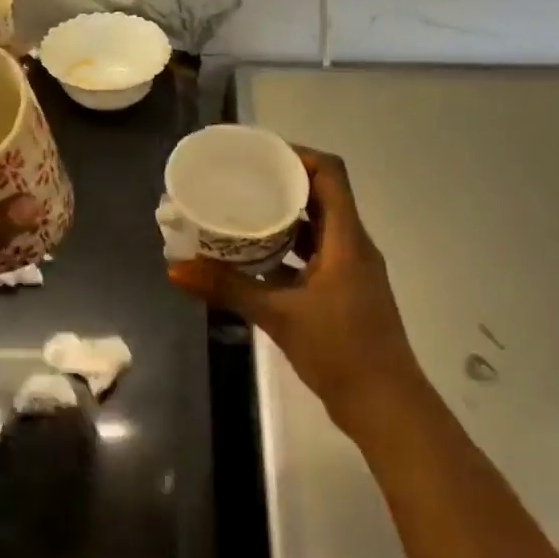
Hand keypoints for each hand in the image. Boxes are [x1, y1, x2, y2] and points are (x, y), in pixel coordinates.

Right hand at [168, 145, 423, 425]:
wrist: (383, 403)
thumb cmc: (339, 350)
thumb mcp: (279, 315)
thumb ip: (228, 289)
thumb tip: (175, 269)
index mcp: (347, 239)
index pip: (330, 174)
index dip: (298, 156)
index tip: (259, 154)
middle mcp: (352, 246)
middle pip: (321, 198)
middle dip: (282, 185)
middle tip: (239, 182)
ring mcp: (349, 271)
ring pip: (316, 230)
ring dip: (282, 220)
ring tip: (240, 215)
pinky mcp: (342, 294)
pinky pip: (313, 258)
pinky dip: (286, 254)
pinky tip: (253, 262)